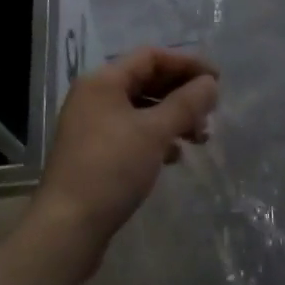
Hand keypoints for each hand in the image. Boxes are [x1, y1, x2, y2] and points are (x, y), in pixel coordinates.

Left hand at [30, 46, 218, 268]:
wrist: (67, 228)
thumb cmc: (111, 169)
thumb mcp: (154, 132)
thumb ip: (186, 103)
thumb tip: (210, 83)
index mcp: (103, 80)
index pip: (151, 56)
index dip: (186, 63)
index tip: (217, 79)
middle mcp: (94, 95)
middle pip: (146, 80)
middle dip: (181, 93)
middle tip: (211, 110)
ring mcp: (92, 125)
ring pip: (141, 108)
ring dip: (172, 117)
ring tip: (200, 137)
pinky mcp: (94, 152)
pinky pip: (132, 131)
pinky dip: (156, 137)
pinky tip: (175, 155)